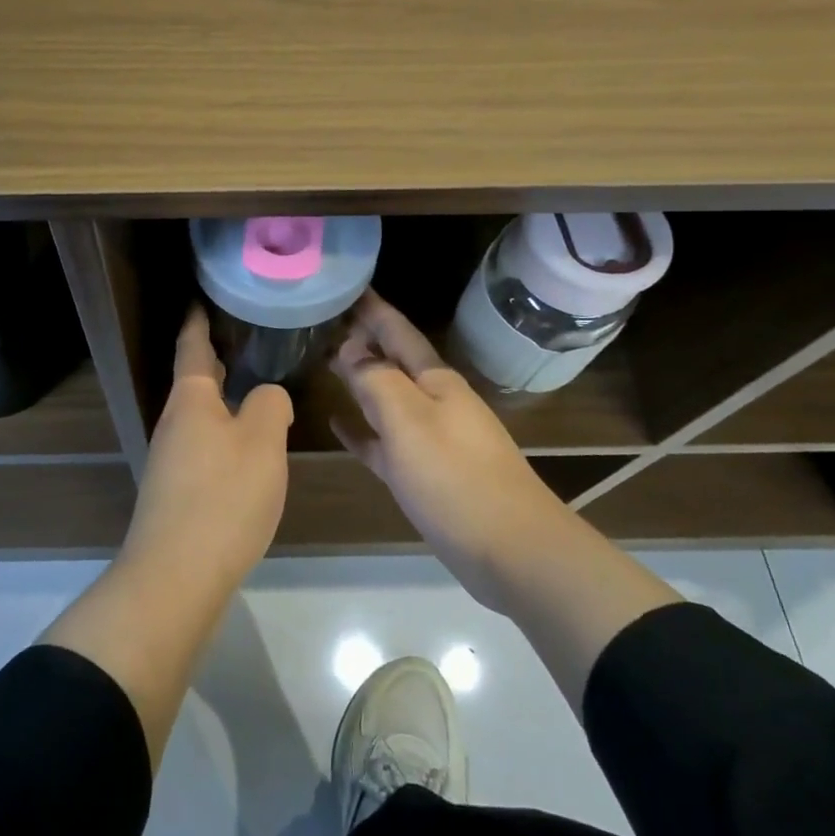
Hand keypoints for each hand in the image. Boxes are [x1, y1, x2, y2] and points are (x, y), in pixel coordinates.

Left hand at [123, 307, 292, 588]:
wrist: (176, 576)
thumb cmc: (222, 497)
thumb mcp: (261, 442)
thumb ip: (269, 406)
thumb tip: (265, 397)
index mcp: (191, 400)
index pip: (193, 346)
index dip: (199, 320)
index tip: (203, 298)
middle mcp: (174, 424)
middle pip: (195, 381)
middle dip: (215, 359)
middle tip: (244, 339)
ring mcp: (171, 461)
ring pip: (200, 417)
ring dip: (222, 400)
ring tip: (254, 390)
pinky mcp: (176, 493)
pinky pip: (204, 448)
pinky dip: (224, 435)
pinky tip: (246, 450)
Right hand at [330, 291, 569, 610]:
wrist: (510, 550)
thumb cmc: (455, 477)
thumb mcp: (408, 420)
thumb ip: (375, 379)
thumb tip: (349, 348)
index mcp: (435, 381)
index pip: (397, 332)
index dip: (372, 309)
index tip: (346, 285)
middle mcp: (434, 402)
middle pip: (392, 361)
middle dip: (363, 339)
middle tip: (324, 319)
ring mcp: (430, 439)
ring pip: (386, 398)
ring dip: (359, 379)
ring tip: (325, 361)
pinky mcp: (423, 474)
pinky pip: (384, 441)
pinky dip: (361, 428)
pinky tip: (336, 423)